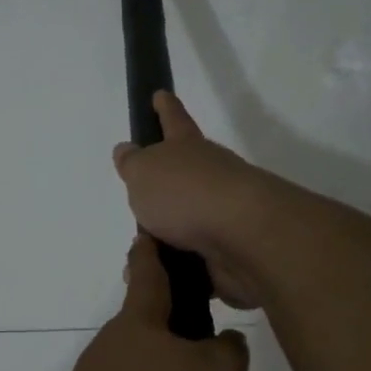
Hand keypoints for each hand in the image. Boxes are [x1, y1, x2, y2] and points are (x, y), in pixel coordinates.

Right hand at [113, 92, 274, 308]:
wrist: (244, 239)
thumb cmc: (186, 194)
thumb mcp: (144, 172)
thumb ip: (133, 163)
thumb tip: (127, 151)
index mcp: (188, 148)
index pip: (173, 120)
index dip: (165, 108)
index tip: (160, 94)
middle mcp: (210, 175)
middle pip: (184, 173)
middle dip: (165, 183)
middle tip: (141, 195)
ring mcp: (223, 214)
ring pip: (188, 220)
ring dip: (166, 233)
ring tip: (141, 249)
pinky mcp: (229, 251)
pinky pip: (195, 258)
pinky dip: (177, 267)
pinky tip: (158, 276)